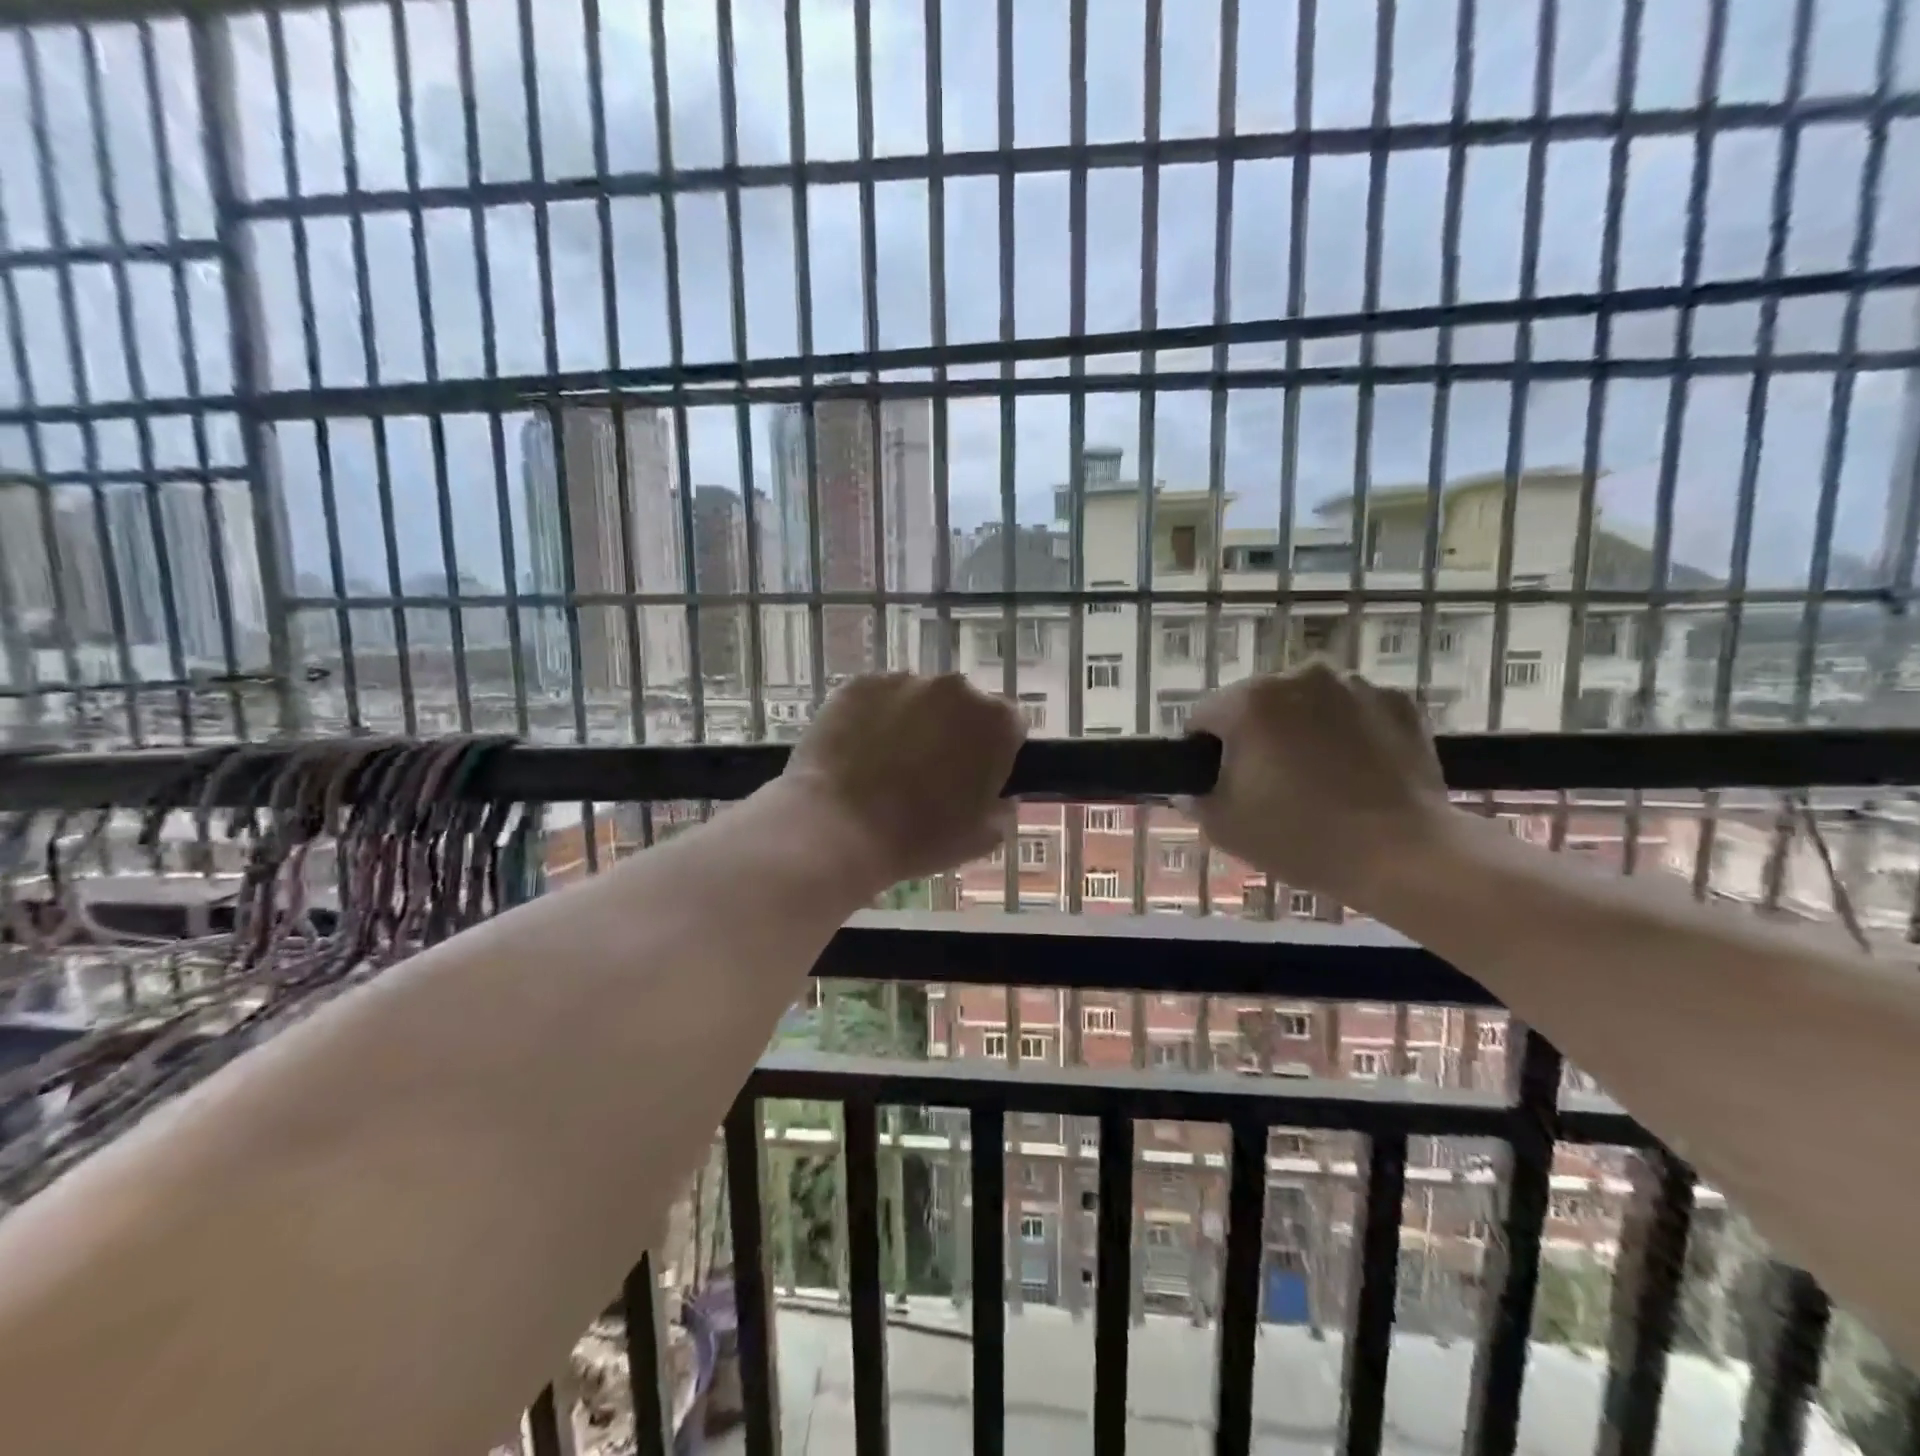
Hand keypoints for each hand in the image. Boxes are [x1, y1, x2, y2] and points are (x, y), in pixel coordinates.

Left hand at [779, 673, 1025, 890]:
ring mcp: (904, 681)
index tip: (977, 774)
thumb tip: (1001, 796)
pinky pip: (877, 697)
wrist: (838, 828)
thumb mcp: (981, 839)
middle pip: (963, 705)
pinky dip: (873, 717)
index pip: (1009, 724)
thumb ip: (1003, 810)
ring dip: (913, 721)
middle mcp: (956, 689)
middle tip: (930, 770)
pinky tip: (857, 751)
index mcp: (995, 722)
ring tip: (886, 762)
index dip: (995, 750)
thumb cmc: (919, 837)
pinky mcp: (860, 684)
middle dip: (953, 730)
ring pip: (919, 698)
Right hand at [1187, 662, 1450, 912]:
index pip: (1203, 717)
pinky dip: (1347, 731)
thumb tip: (1190, 788)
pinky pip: (1353, 710)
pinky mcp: (1398, 701)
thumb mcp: (1222, 827)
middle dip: (1255, 735)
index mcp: (1248, 701)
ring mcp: (1354, 684)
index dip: (1204, 753)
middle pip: (1256, 703)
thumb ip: (1193, 798)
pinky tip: (1356, 770)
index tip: (1221, 784)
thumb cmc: (1301, 839)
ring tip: (1317, 778)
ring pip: (1306, 703)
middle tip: (1269, 785)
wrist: (1404, 855)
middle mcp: (1299, 676)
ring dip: (1301, 729)